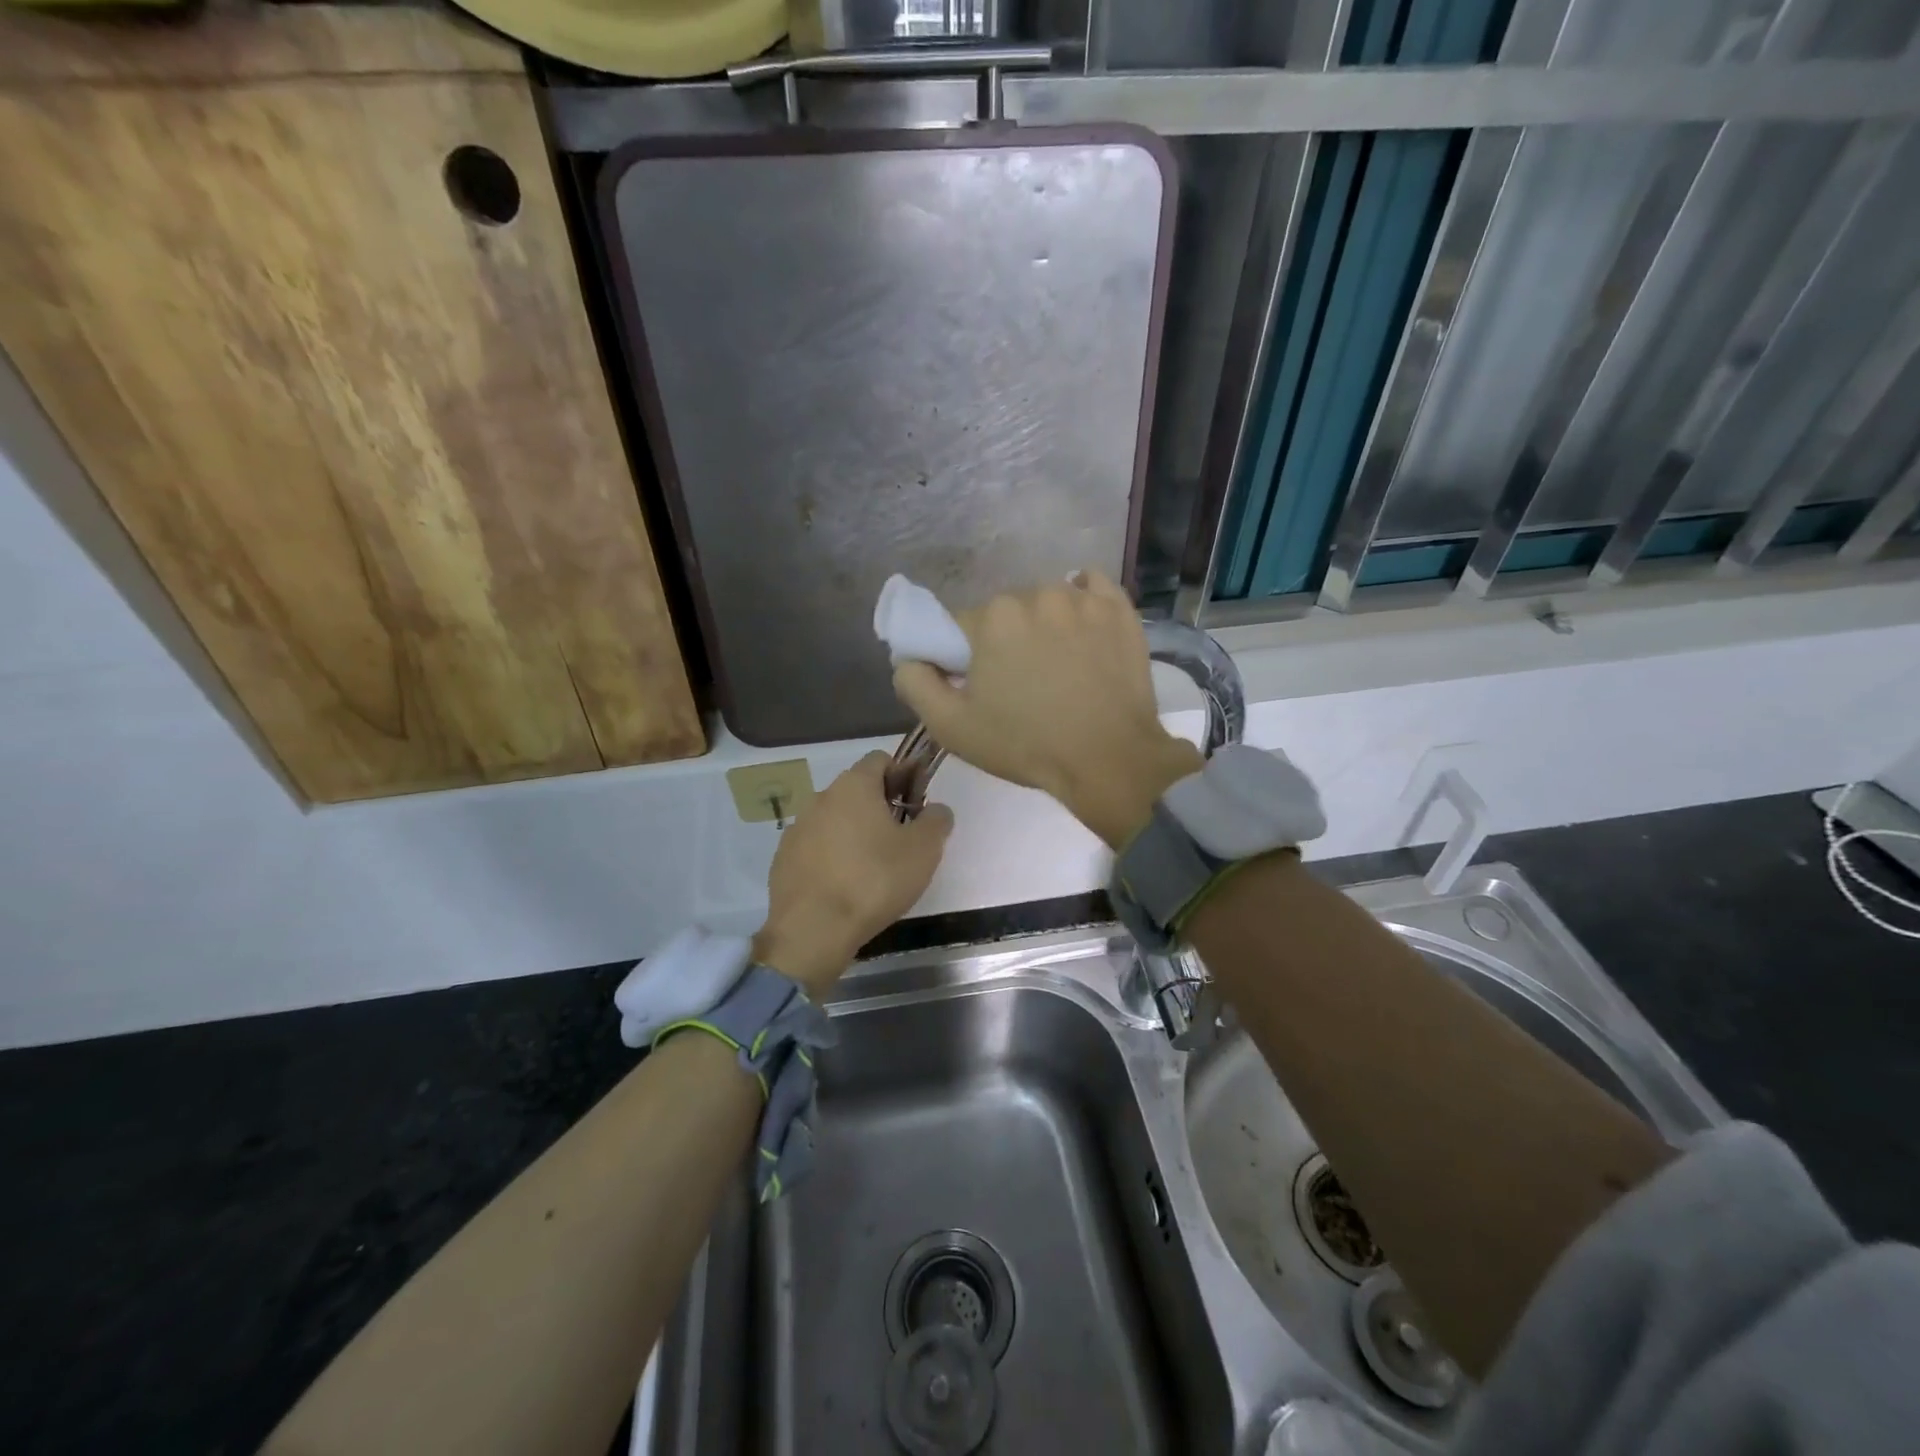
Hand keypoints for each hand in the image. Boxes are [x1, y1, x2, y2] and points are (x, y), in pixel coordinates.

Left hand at [753, 752, 953, 996]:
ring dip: (854, 832)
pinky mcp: (784, 858)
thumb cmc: (875, 880)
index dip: (903, 775)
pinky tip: (844, 885)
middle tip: (901, 839)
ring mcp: (798, 828)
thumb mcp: (924, 850)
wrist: (814, 929)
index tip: (916, 804)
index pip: (880, 759)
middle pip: (857, 789)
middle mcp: (821, 797)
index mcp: (854, 785)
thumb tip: (936, 809)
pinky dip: (831, 856)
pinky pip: (815, 846)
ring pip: (835, 818)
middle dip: (880, 806)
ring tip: (872, 867)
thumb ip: (936, 820)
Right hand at [892, 572, 1201, 849]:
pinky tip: (1083, 630)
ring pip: (1046, 603)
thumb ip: (916, 683)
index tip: (978, 686)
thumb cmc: (1026, 745)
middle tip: (1019, 684)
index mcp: (992, 618)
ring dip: (1043, 626)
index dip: (962, 657)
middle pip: (1004, 613)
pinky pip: (1092, 589)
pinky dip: (1083, 603)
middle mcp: (1036, 594)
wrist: (1109, 760)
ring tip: (1058, 667)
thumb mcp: (951, 727)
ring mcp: (1083, 599)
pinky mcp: (1119, 610)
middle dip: (1004, 641)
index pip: (959, 627)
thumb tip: (909, 657)